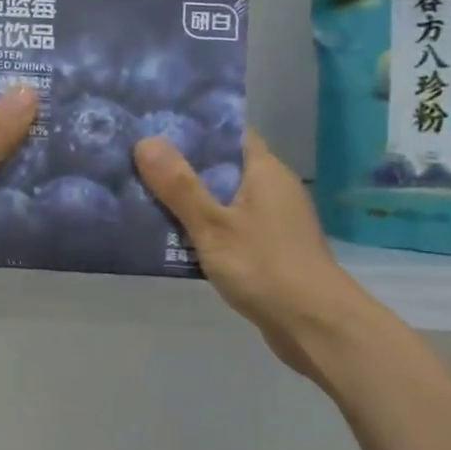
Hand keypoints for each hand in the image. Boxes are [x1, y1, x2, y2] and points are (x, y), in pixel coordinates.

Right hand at [133, 130, 374, 385]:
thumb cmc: (265, 267)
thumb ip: (179, 185)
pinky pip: (226, 225)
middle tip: (134, 157)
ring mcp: (271, 220)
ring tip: (140, 191)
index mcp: (264, 169)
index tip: (153, 122)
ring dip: (187, 198)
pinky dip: (200, 225)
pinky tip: (169, 234)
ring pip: (220, 197)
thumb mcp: (213, 224)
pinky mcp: (266, 249)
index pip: (228, 131)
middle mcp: (270, 187)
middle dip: (180, 163)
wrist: (316, 327)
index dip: (192, 125)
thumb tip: (145, 140)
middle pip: (220, 164)